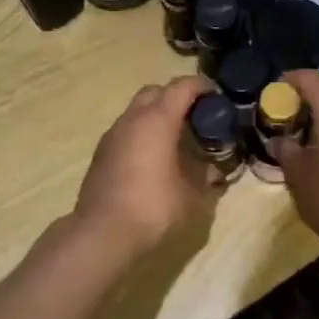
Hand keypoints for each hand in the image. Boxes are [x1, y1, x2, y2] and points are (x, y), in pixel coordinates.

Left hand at [71, 77, 217, 258]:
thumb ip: (204, 177)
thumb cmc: (152, 208)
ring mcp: (113, 134)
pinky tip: (153, 157)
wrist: (102, 233)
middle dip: (176, 97)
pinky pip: (127, 130)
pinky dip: (142, 132)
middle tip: (195, 117)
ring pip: (137, 110)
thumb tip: (213, 171)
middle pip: (155, 92)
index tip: (216, 96)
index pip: (181, 87)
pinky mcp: (102, 152)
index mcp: (157, 120)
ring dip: (157, 115)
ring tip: (176, 139)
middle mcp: (132, 119)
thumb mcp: (190, 196)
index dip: (201, 86)